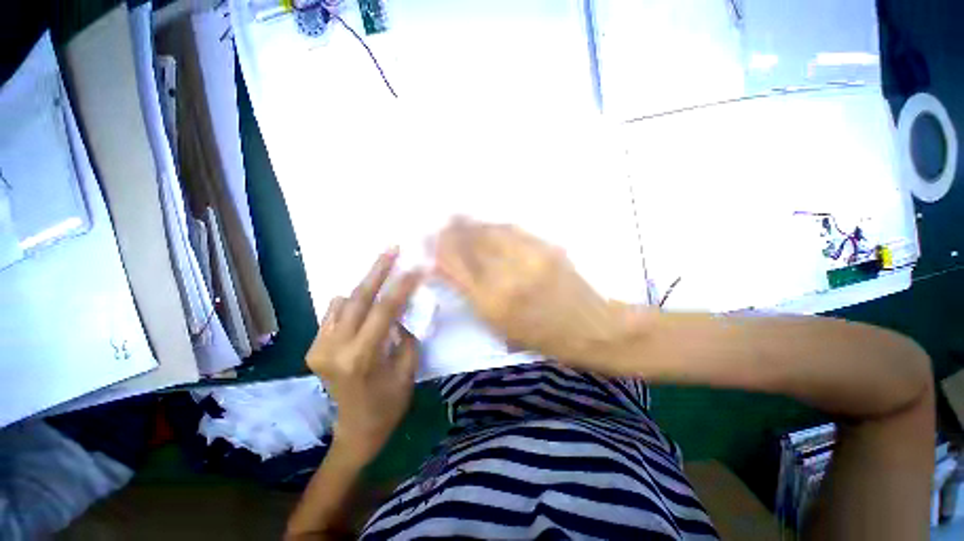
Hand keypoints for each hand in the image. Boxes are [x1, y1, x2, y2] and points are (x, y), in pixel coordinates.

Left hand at [307, 248, 421, 462]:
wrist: (355, 429)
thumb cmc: (389, 404)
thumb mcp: (407, 369)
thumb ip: (405, 334)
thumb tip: (403, 308)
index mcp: (361, 358)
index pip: (384, 310)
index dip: (402, 286)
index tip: (416, 267)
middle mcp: (334, 349)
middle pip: (359, 298)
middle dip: (377, 270)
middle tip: (391, 248)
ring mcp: (319, 348)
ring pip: (344, 302)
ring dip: (365, 285)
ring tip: (383, 271)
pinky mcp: (314, 348)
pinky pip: (333, 313)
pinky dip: (350, 302)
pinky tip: (364, 300)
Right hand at [433, 218, 641, 369]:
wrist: (591, 328)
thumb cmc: (543, 338)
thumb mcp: (501, 327)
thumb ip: (473, 298)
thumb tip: (451, 273)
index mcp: (492, 304)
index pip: (456, 267)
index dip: (440, 251)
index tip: (430, 241)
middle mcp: (506, 277)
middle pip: (470, 245)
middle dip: (451, 231)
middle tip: (441, 223)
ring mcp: (528, 258)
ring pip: (490, 233)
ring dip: (471, 224)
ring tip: (458, 217)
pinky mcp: (546, 248)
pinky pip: (513, 231)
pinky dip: (495, 226)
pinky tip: (488, 224)